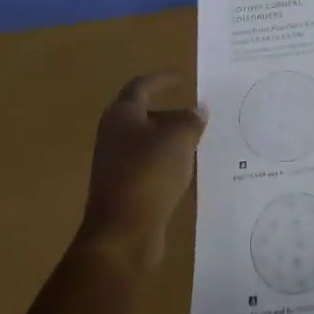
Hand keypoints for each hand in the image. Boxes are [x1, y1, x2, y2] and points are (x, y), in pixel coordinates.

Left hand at [77, 72, 206, 271]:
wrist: (122, 235)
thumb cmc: (149, 174)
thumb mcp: (179, 139)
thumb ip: (191, 120)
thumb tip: (198, 110)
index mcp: (122, 115)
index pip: (142, 86)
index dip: (163, 79)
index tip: (184, 78)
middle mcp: (114, 136)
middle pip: (144, 114)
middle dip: (171, 112)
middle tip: (197, 113)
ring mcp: (116, 165)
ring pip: (148, 142)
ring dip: (171, 139)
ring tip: (199, 141)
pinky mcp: (123, 190)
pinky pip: (149, 167)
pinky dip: (168, 163)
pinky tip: (188, 171)